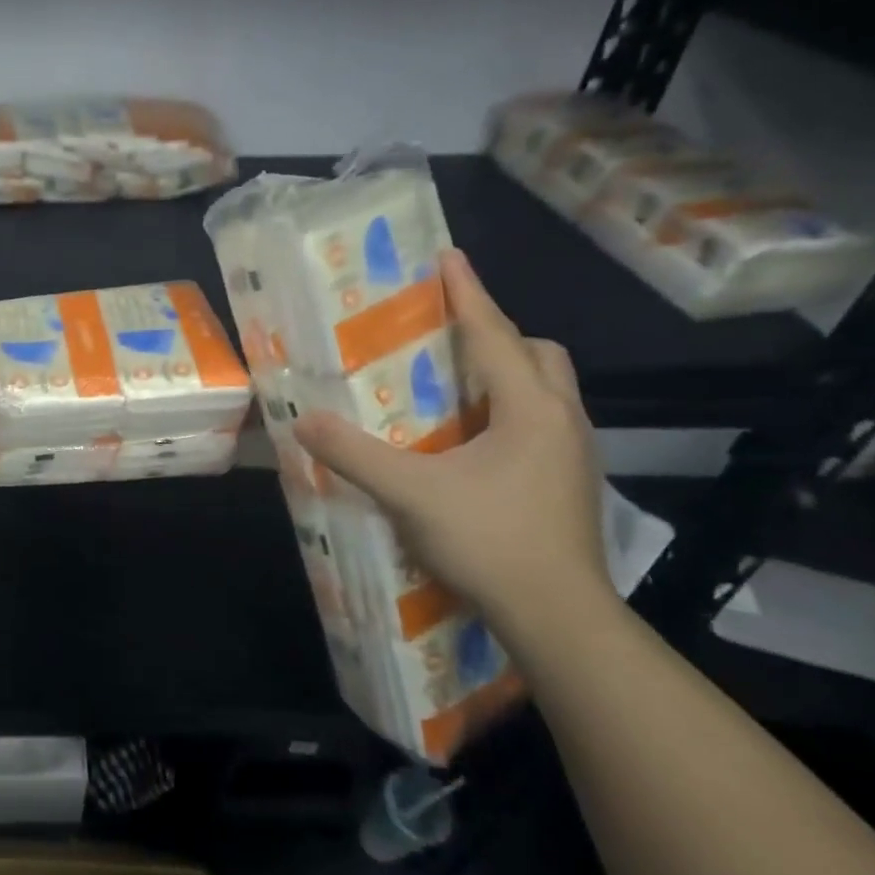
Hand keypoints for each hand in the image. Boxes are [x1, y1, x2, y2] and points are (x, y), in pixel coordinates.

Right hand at [294, 249, 610, 644]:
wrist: (558, 617)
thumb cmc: (490, 541)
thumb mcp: (409, 493)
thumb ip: (354, 453)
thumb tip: (302, 419)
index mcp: (529, 409)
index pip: (495, 334)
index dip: (468, 294)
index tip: (448, 257)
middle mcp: (561, 421)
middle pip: (538, 354)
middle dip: (497, 333)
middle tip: (449, 337)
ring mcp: (572, 455)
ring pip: (546, 390)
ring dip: (507, 373)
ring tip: (457, 384)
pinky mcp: (568, 484)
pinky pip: (541, 422)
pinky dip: (510, 410)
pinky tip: (473, 440)